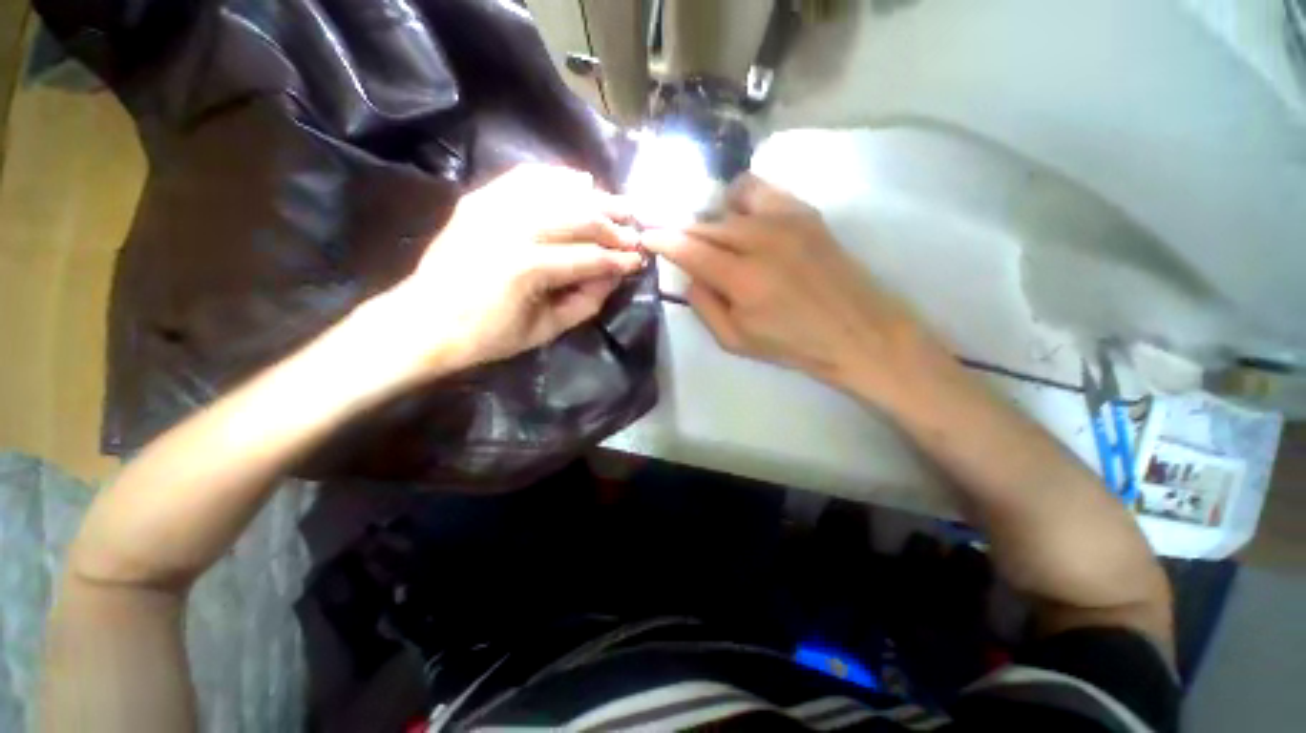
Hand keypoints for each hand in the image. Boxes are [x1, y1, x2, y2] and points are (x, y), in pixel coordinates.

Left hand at [357, 165, 645, 385]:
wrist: (425, 321)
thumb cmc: (488, 336)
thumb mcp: (545, 330)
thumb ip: (586, 302)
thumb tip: (614, 275)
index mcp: (527, 268)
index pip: (589, 257)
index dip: (619, 259)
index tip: (640, 259)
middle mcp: (511, 228)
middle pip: (578, 216)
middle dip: (613, 225)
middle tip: (635, 231)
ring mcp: (492, 207)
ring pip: (557, 192)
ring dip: (594, 199)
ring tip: (617, 206)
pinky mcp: (479, 198)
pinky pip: (526, 178)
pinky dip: (557, 177)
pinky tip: (580, 182)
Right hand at [642, 175, 941, 401]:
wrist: (857, 330)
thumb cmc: (793, 344)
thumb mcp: (735, 341)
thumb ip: (704, 306)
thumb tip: (690, 275)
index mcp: (742, 278)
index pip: (688, 249)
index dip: (662, 240)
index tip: (647, 236)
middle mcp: (760, 239)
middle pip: (705, 224)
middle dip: (683, 233)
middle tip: (676, 243)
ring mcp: (785, 219)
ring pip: (727, 203)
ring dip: (711, 220)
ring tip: (713, 237)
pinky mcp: (804, 211)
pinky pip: (759, 189)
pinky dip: (739, 199)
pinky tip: (742, 218)